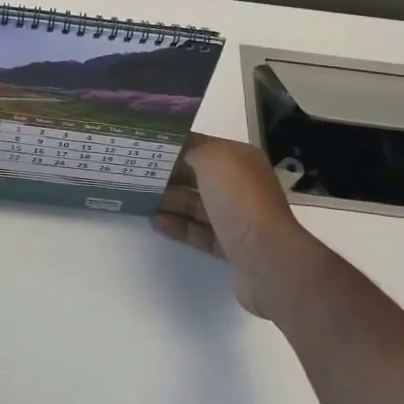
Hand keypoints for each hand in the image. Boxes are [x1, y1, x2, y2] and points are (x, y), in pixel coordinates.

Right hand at [154, 135, 326, 320]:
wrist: (266, 258)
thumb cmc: (239, 199)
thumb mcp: (212, 158)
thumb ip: (191, 148)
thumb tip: (176, 151)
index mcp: (241, 159)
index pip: (203, 146)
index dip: (175, 145)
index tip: (145, 146)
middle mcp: (241, 186)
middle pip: (198, 176)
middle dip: (169, 174)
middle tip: (136, 173)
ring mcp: (237, 217)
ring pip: (197, 205)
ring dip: (170, 201)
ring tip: (139, 198)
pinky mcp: (231, 246)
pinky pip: (199, 231)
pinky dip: (179, 226)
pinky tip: (155, 222)